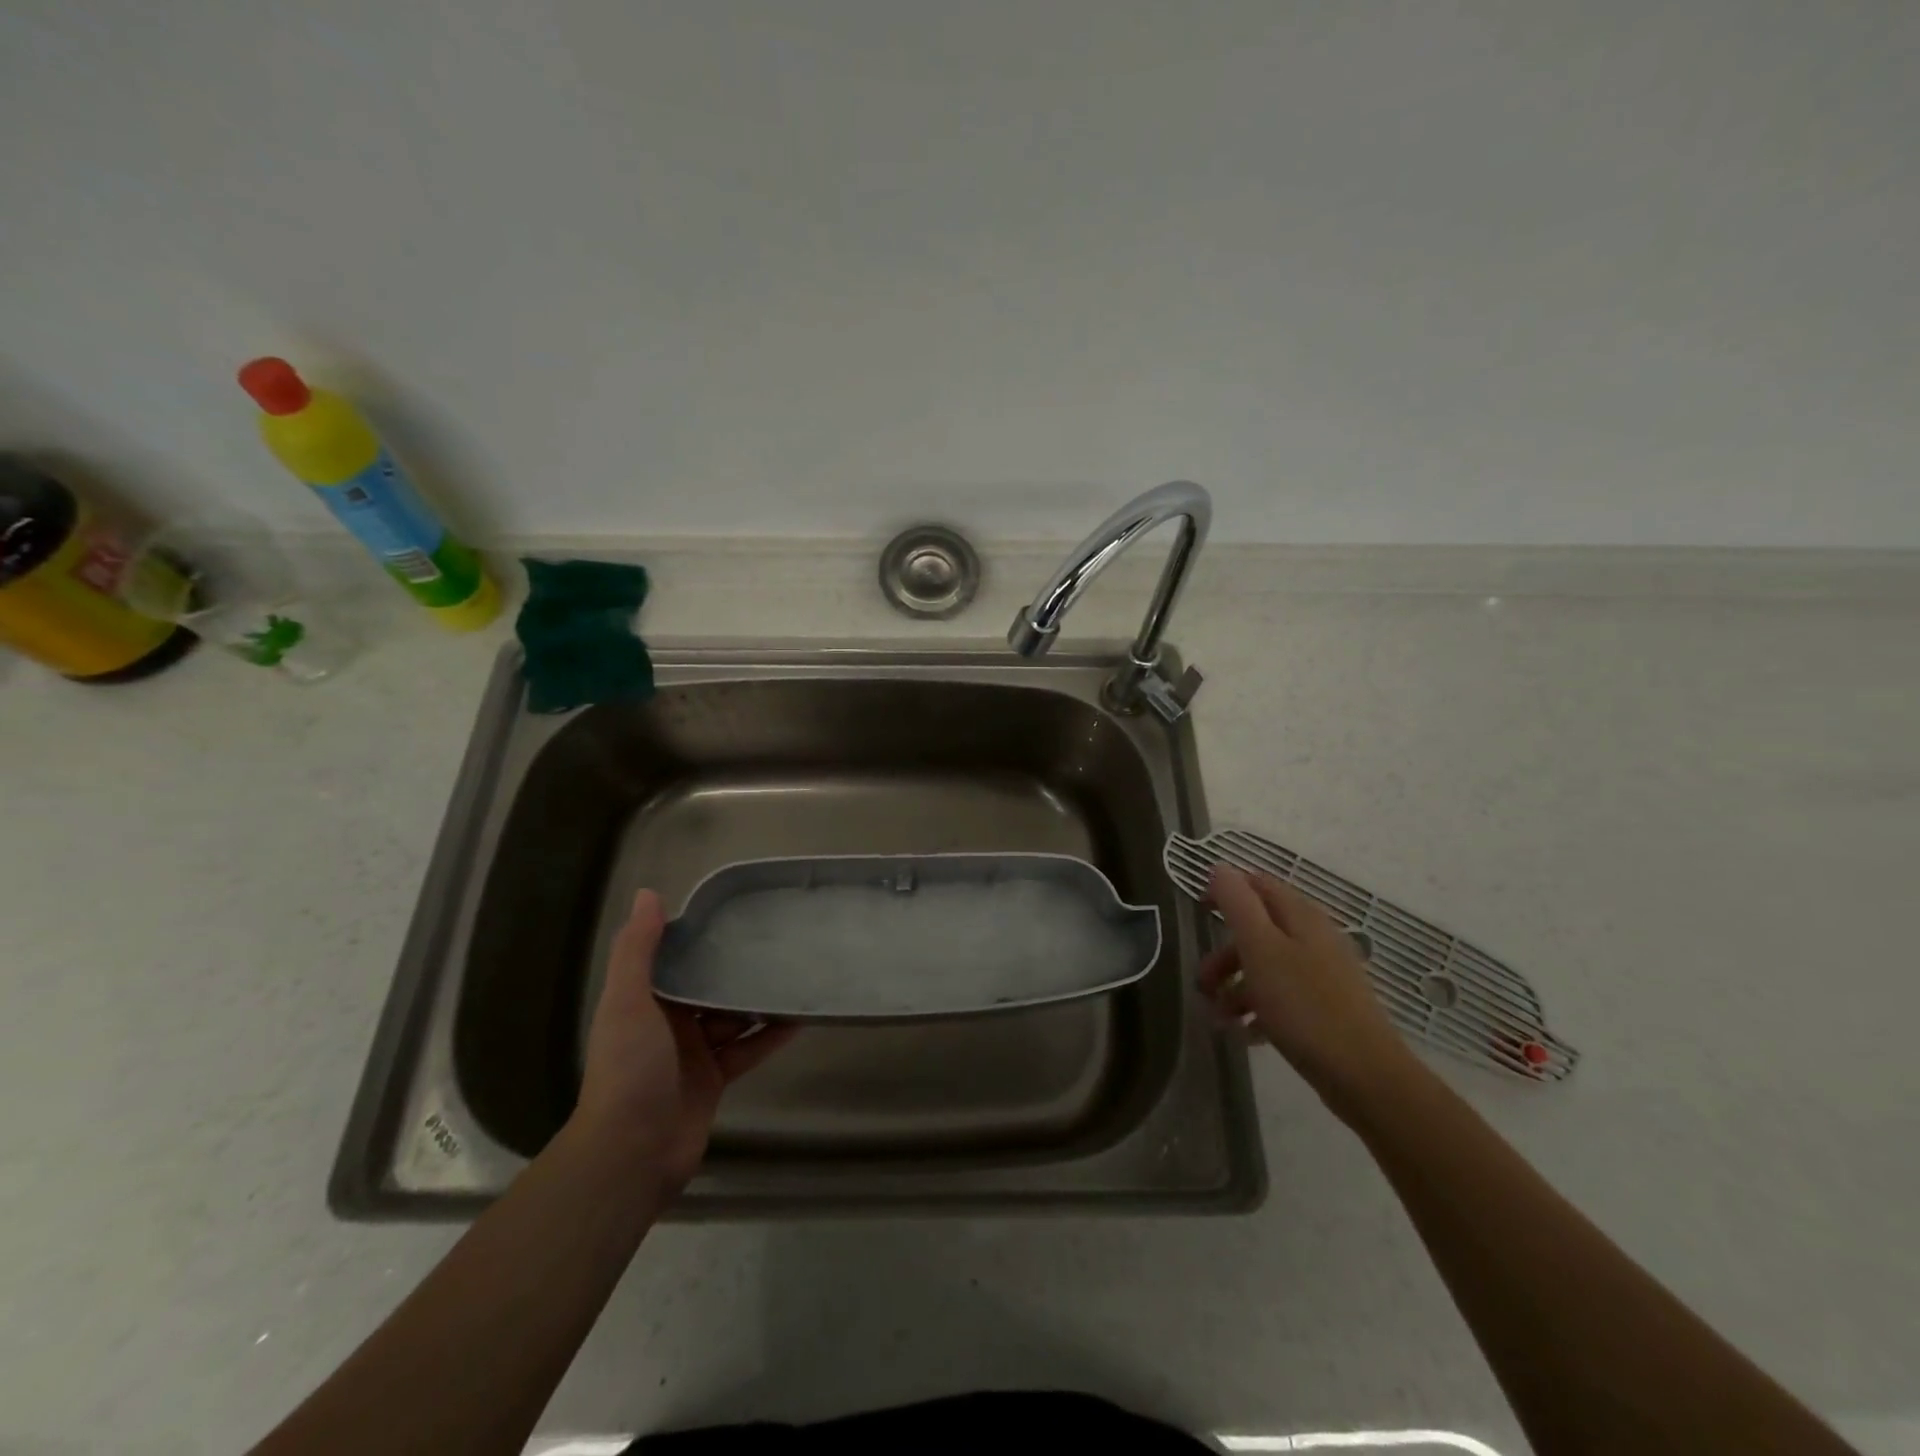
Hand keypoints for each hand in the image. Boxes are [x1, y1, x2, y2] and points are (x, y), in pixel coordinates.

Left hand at [573, 889, 796, 1195]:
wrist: (631, 1152)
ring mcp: (693, 1053)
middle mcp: (668, 1023)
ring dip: (758, 1000)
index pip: (675, 959)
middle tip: (777, 941)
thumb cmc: (629, 1068)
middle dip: (736, 968)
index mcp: (644, 1001)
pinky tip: (799, 1019)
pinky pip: (748, 1050)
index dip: (700, 937)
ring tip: (794, 974)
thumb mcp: (627, 1002)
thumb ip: (637, 950)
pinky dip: (770, 1036)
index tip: (735, 913)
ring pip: (732, 1017)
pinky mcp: (715, 1080)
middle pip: (708, 987)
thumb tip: (648, 893)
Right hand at [1198, 865, 1418, 1117]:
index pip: (1257, 884)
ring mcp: (1322, 974)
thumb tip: (1220, 867)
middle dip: (1224, 954)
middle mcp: (1313, 938)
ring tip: (1218, 1019)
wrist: (1365, 1076)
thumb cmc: (1304, 1005)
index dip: (1225, 891)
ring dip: (1236, 987)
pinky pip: (1282, 997)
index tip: (1198, 913)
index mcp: (1300, 916)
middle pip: (1257, 930)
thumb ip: (1237, 904)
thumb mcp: (1261, 949)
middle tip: (1203, 983)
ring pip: (1266, 966)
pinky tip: (1246, 1034)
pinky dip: (1258, 1010)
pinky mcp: (1325, 1007)